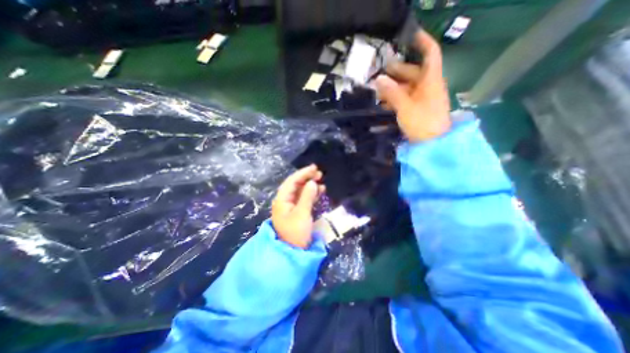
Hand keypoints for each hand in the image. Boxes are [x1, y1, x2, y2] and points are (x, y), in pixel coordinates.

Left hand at [271, 165, 323, 247]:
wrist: (293, 252)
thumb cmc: (295, 233)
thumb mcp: (302, 214)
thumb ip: (307, 197)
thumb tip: (313, 182)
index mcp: (282, 200)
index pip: (292, 181)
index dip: (303, 173)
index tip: (314, 168)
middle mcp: (285, 201)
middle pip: (296, 185)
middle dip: (307, 178)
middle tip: (319, 173)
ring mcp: (291, 206)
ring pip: (301, 191)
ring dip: (310, 185)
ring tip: (321, 180)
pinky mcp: (298, 211)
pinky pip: (304, 198)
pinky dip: (312, 194)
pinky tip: (320, 190)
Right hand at [375, 29, 450, 141]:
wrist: (432, 145)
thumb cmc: (422, 123)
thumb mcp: (405, 107)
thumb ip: (392, 92)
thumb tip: (378, 79)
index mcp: (430, 80)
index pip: (430, 53)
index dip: (421, 41)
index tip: (407, 36)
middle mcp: (427, 86)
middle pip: (412, 73)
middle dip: (395, 72)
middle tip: (378, 74)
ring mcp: (421, 99)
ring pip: (406, 88)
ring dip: (391, 88)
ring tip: (375, 91)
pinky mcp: (416, 109)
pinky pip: (404, 100)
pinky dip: (393, 100)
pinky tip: (381, 105)